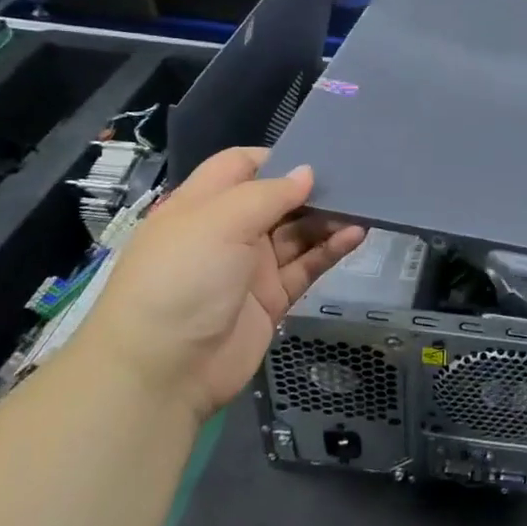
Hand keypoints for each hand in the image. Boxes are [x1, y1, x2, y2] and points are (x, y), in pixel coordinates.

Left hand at [80, 147, 365, 421]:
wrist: (162, 372)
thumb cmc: (182, 279)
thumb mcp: (219, 222)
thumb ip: (269, 194)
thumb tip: (307, 173)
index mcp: (202, 205)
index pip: (240, 166)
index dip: (275, 157)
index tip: (316, 153)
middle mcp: (227, 231)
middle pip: (276, 199)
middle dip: (311, 188)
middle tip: (355, 178)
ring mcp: (250, 266)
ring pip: (297, 232)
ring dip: (328, 218)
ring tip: (364, 206)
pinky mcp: (271, 298)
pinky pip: (306, 265)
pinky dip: (331, 250)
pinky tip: (356, 235)